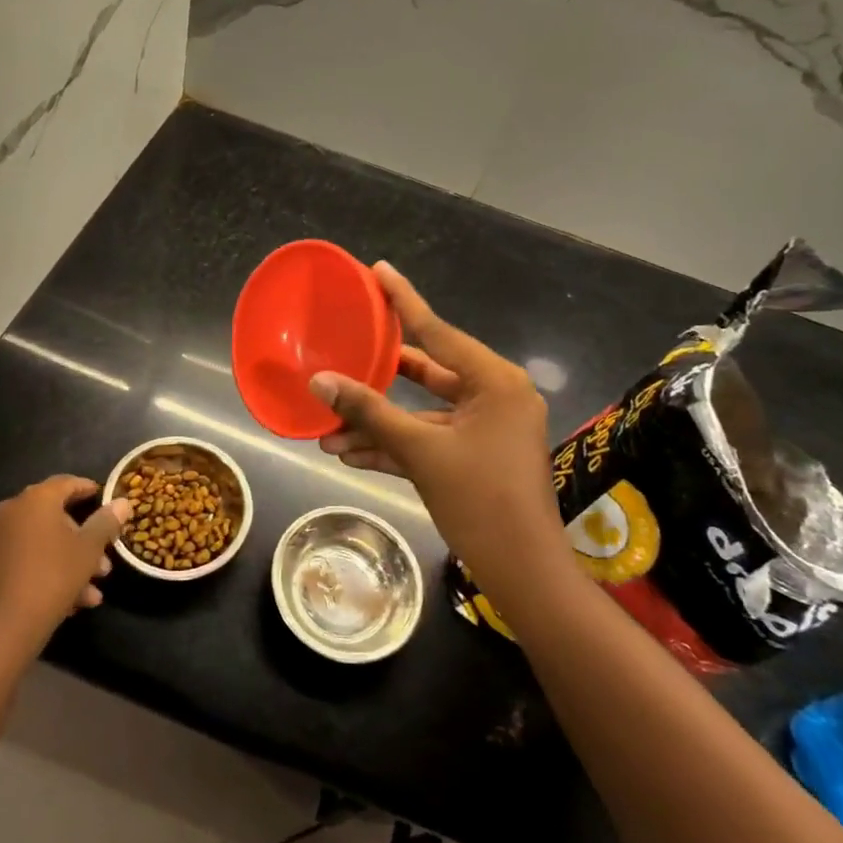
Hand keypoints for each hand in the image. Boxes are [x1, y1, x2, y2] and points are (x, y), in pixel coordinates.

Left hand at [0, 476, 129, 658]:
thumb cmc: (51, 579)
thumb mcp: (88, 551)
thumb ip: (106, 522)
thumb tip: (122, 502)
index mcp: (35, 500)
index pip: (66, 483)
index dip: (87, 490)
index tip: (102, 499)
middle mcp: (7, 512)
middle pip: (52, 519)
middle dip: (80, 541)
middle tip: (102, 566)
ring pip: (36, 546)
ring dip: (64, 564)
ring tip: (87, 595)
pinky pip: (16, 563)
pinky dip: (38, 574)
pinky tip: (61, 603)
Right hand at [313, 262, 561, 581]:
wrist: (523, 572)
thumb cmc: (479, 499)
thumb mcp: (420, 451)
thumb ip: (369, 412)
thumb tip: (319, 382)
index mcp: (494, 381)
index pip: (438, 330)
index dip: (403, 300)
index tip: (378, 270)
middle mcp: (495, 395)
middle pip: (427, 372)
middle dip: (379, 376)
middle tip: (344, 348)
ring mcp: (487, 428)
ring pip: (424, 412)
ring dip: (380, 420)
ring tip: (328, 423)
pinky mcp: (477, 456)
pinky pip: (432, 439)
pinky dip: (397, 444)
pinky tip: (349, 452)